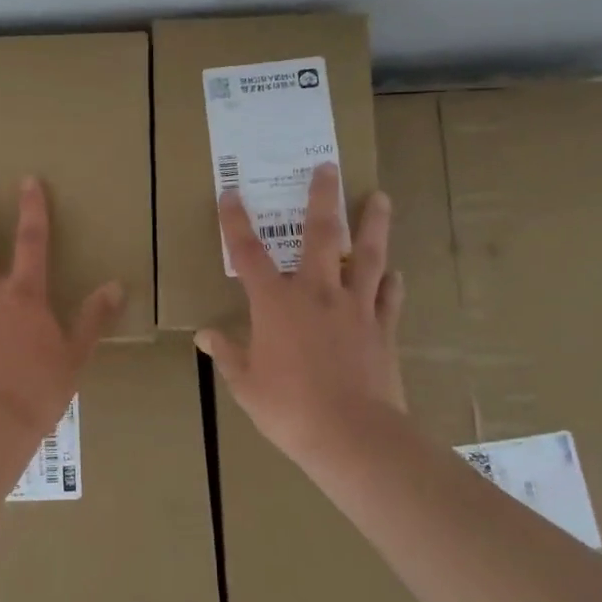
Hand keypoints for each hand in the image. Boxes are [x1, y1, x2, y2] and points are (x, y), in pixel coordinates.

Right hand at [195, 162, 404, 460]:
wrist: (353, 435)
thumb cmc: (289, 409)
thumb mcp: (246, 385)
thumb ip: (227, 355)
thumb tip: (205, 335)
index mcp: (276, 303)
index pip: (248, 254)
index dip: (236, 222)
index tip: (231, 193)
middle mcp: (316, 293)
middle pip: (320, 235)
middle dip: (322, 197)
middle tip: (328, 167)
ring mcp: (354, 308)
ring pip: (365, 256)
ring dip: (372, 224)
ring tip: (379, 198)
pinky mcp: (382, 329)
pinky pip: (388, 298)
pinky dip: (391, 283)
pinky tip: (395, 273)